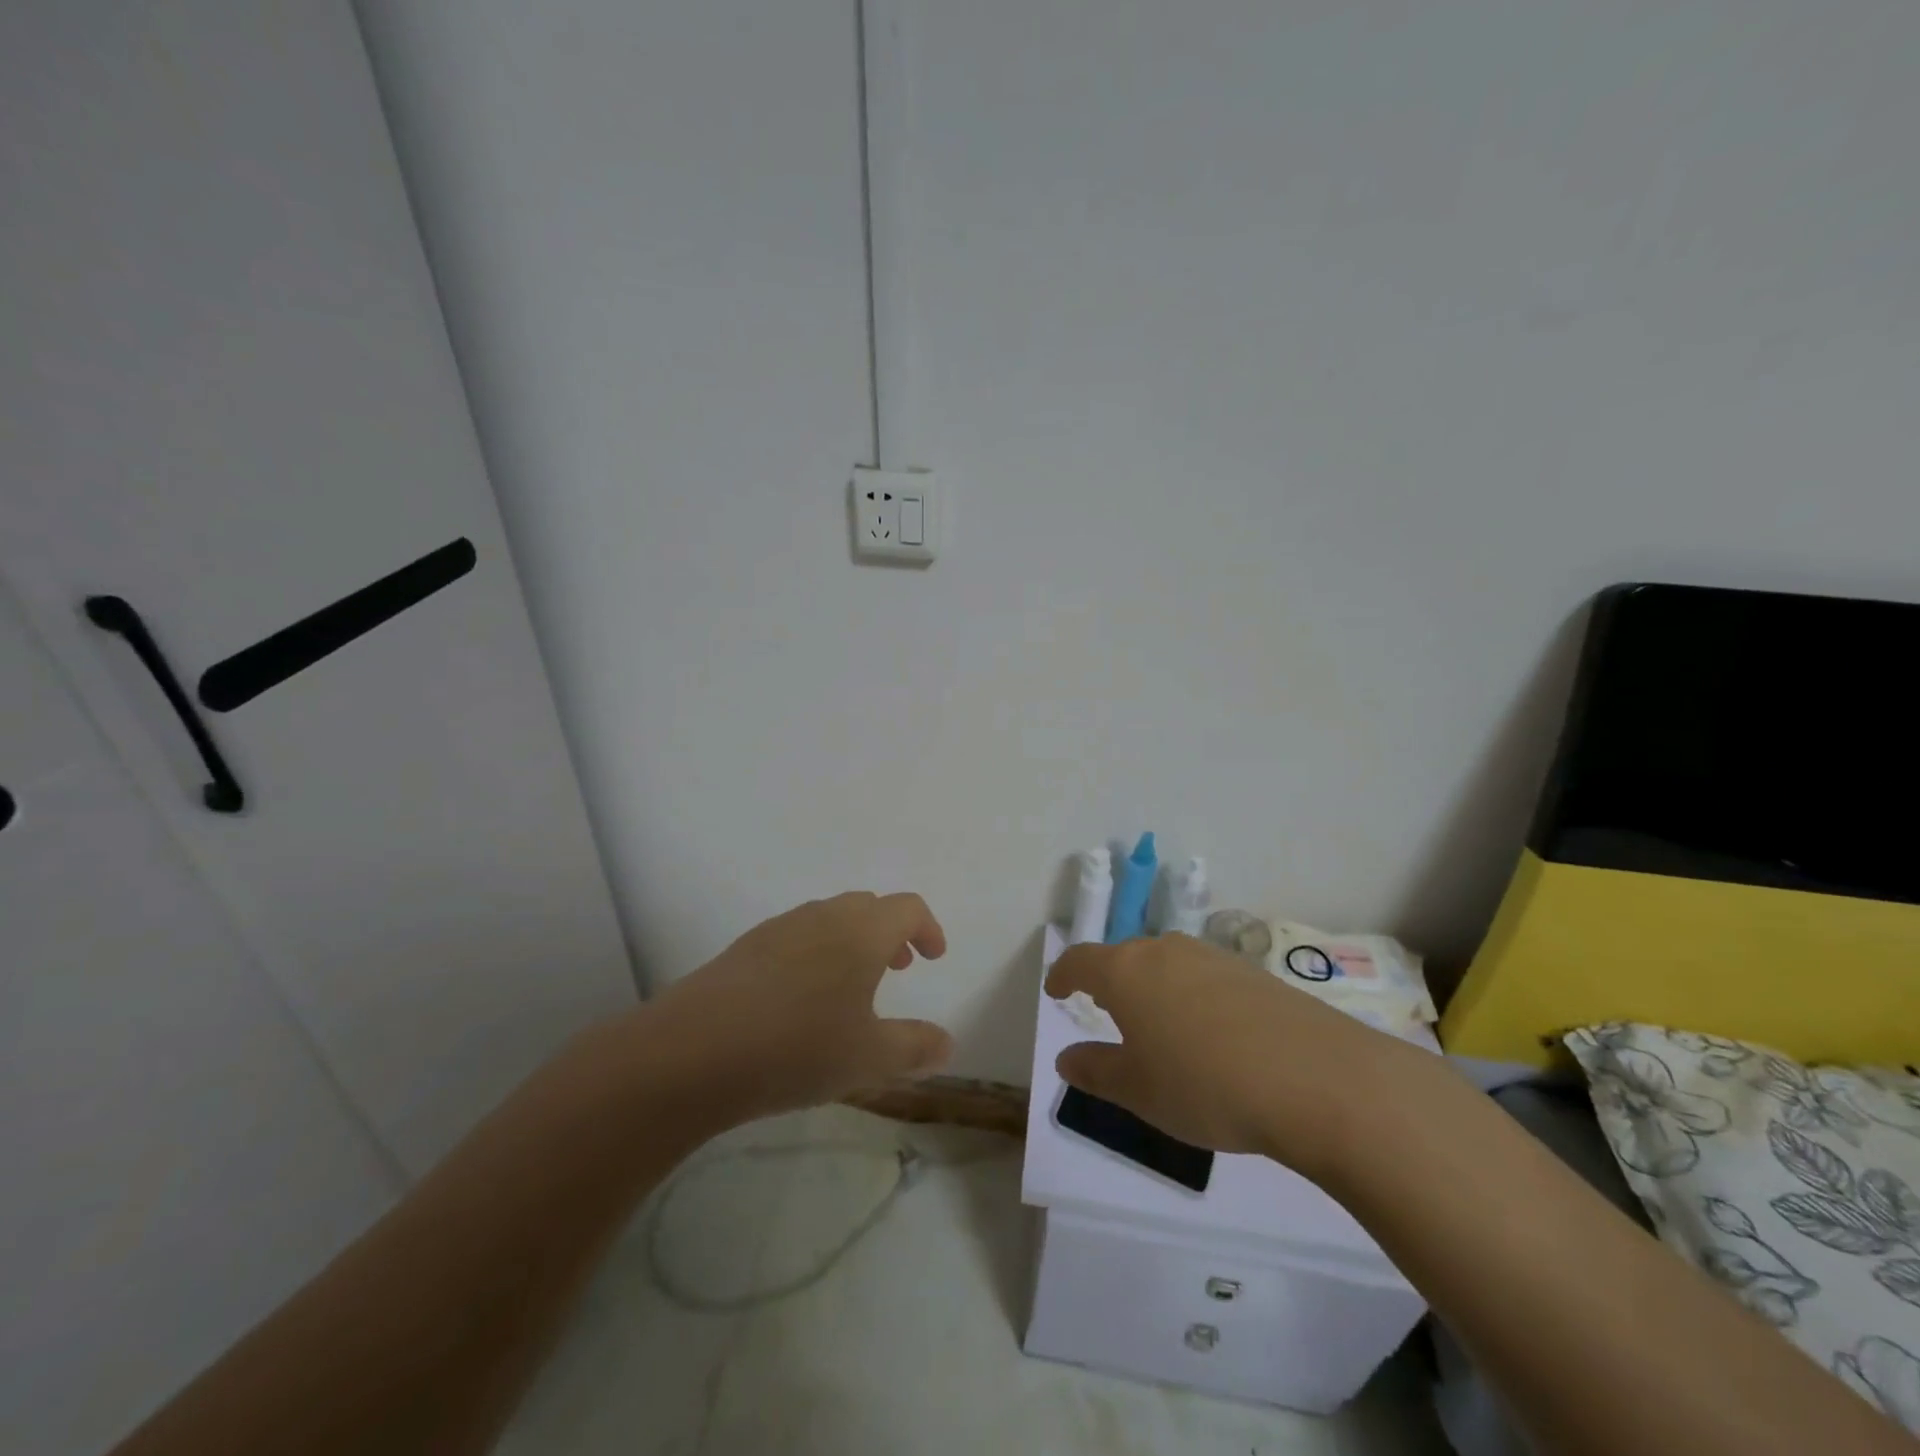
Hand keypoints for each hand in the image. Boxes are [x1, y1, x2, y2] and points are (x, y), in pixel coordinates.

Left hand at [647, 892, 951, 1122]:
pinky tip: (801, 999)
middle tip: (896, 969)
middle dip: (890, 932)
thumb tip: (946, 1043)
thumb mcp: (868, 1058)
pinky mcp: (746, 947)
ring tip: (850, 987)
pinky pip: (796, 935)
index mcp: (861, 931)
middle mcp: (823, 916)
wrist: (692, 1052)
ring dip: (852, 941)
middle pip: (868, 906)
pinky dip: (816, 952)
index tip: (933, 958)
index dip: (927, 928)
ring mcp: (780, 928)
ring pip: (829, 918)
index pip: (907, 907)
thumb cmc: (797, 1048)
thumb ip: (914, 1047)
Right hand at [1045, 934, 1412, 1178]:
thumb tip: (1066, 1058)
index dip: (1063, 975)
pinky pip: (1204, 976)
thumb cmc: (1205, 1085)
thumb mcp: (1139, 1090)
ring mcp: (1211, 957)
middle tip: (1107, 1012)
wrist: (1315, 1078)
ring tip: (1159, 1025)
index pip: (1080, 960)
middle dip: (1110, 981)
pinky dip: (1192, 996)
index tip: (1056, 991)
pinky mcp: (1252, 972)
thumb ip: (1096, 1071)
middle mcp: (1164, 950)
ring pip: (1166, 964)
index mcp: (1126, 972)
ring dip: (1153, 988)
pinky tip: (1211, 1033)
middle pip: (1124, 957)